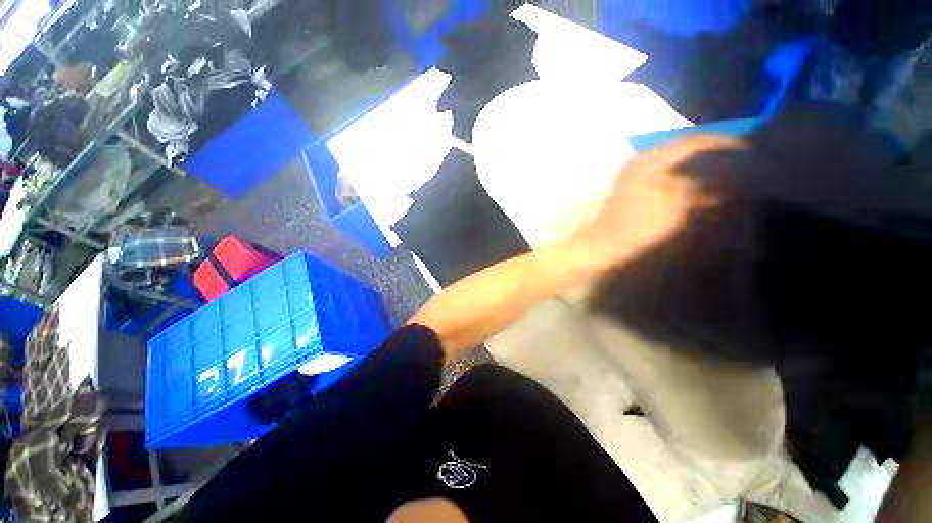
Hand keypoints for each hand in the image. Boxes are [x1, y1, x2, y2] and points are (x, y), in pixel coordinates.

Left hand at [572, 135, 746, 268]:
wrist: (601, 244)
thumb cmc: (633, 228)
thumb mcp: (671, 210)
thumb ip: (696, 190)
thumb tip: (719, 180)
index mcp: (648, 162)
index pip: (691, 141)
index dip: (721, 141)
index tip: (748, 145)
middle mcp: (641, 162)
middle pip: (683, 149)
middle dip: (712, 152)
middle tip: (740, 158)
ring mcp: (636, 174)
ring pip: (676, 163)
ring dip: (699, 166)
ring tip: (728, 172)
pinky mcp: (635, 187)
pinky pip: (666, 176)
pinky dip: (685, 180)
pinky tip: (703, 190)